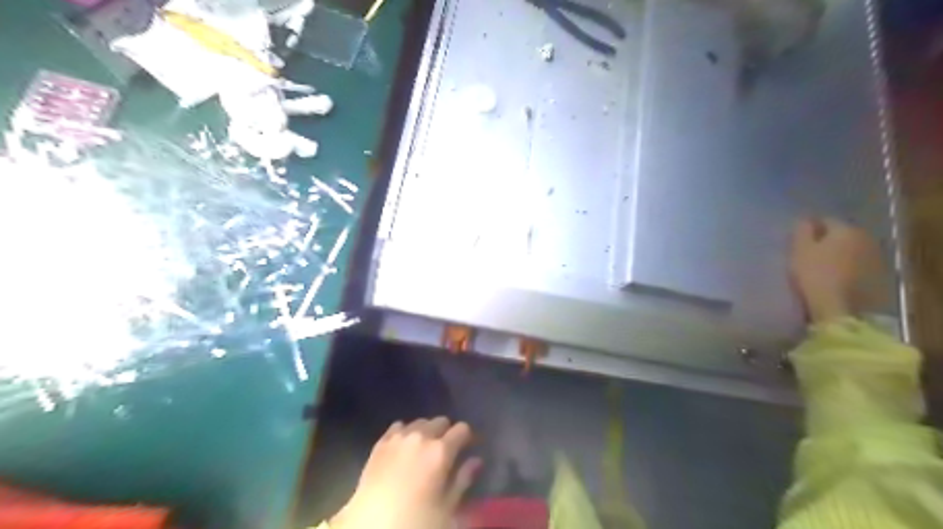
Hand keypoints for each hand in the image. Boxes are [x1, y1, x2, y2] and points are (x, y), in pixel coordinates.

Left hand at [330, 417, 479, 527]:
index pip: (462, 429)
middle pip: (441, 421)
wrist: (371, 524)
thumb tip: (477, 460)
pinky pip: (399, 426)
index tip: (468, 448)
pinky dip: (406, 432)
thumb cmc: (416, 520)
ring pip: (420, 422)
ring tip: (424, 449)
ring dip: (427, 431)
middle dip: (447, 433)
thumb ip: (463, 479)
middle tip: (446, 452)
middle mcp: (421, 436)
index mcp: (441, 450)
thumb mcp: (447, 507)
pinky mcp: (381, 442)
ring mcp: (399, 437)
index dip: (467, 437)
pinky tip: (404, 447)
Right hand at [789, 218, 884, 323]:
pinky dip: (848, 269)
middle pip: (842, 235)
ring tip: (822, 268)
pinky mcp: (880, 278)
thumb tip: (806, 219)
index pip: (826, 220)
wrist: (841, 310)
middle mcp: (866, 239)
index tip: (797, 241)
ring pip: (852, 250)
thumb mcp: (799, 250)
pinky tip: (836, 279)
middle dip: (827, 241)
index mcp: (846, 230)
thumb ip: (802, 230)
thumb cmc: (815, 275)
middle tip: (809, 254)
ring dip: (839, 255)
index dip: (810, 229)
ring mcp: (876, 259)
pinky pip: (859, 266)